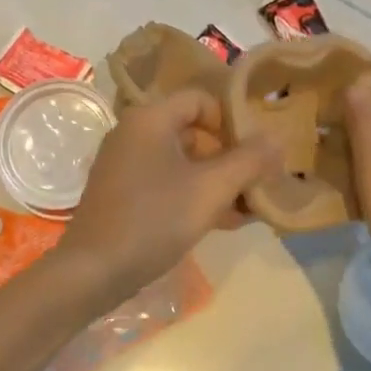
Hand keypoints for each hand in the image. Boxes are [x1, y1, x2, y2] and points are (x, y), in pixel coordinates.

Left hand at [52, 89, 280, 305]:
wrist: (94, 270)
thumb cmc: (154, 219)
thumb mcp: (211, 189)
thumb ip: (248, 161)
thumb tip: (276, 139)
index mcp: (150, 118)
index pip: (201, 99)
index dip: (232, 121)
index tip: (254, 152)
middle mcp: (133, 132)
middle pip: (193, 131)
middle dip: (230, 157)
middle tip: (258, 183)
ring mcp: (125, 163)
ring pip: (182, 161)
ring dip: (217, 181)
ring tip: (248, 209)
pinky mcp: (122, 192)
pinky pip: (166, 181)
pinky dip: (194, 194)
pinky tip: (222, 222)